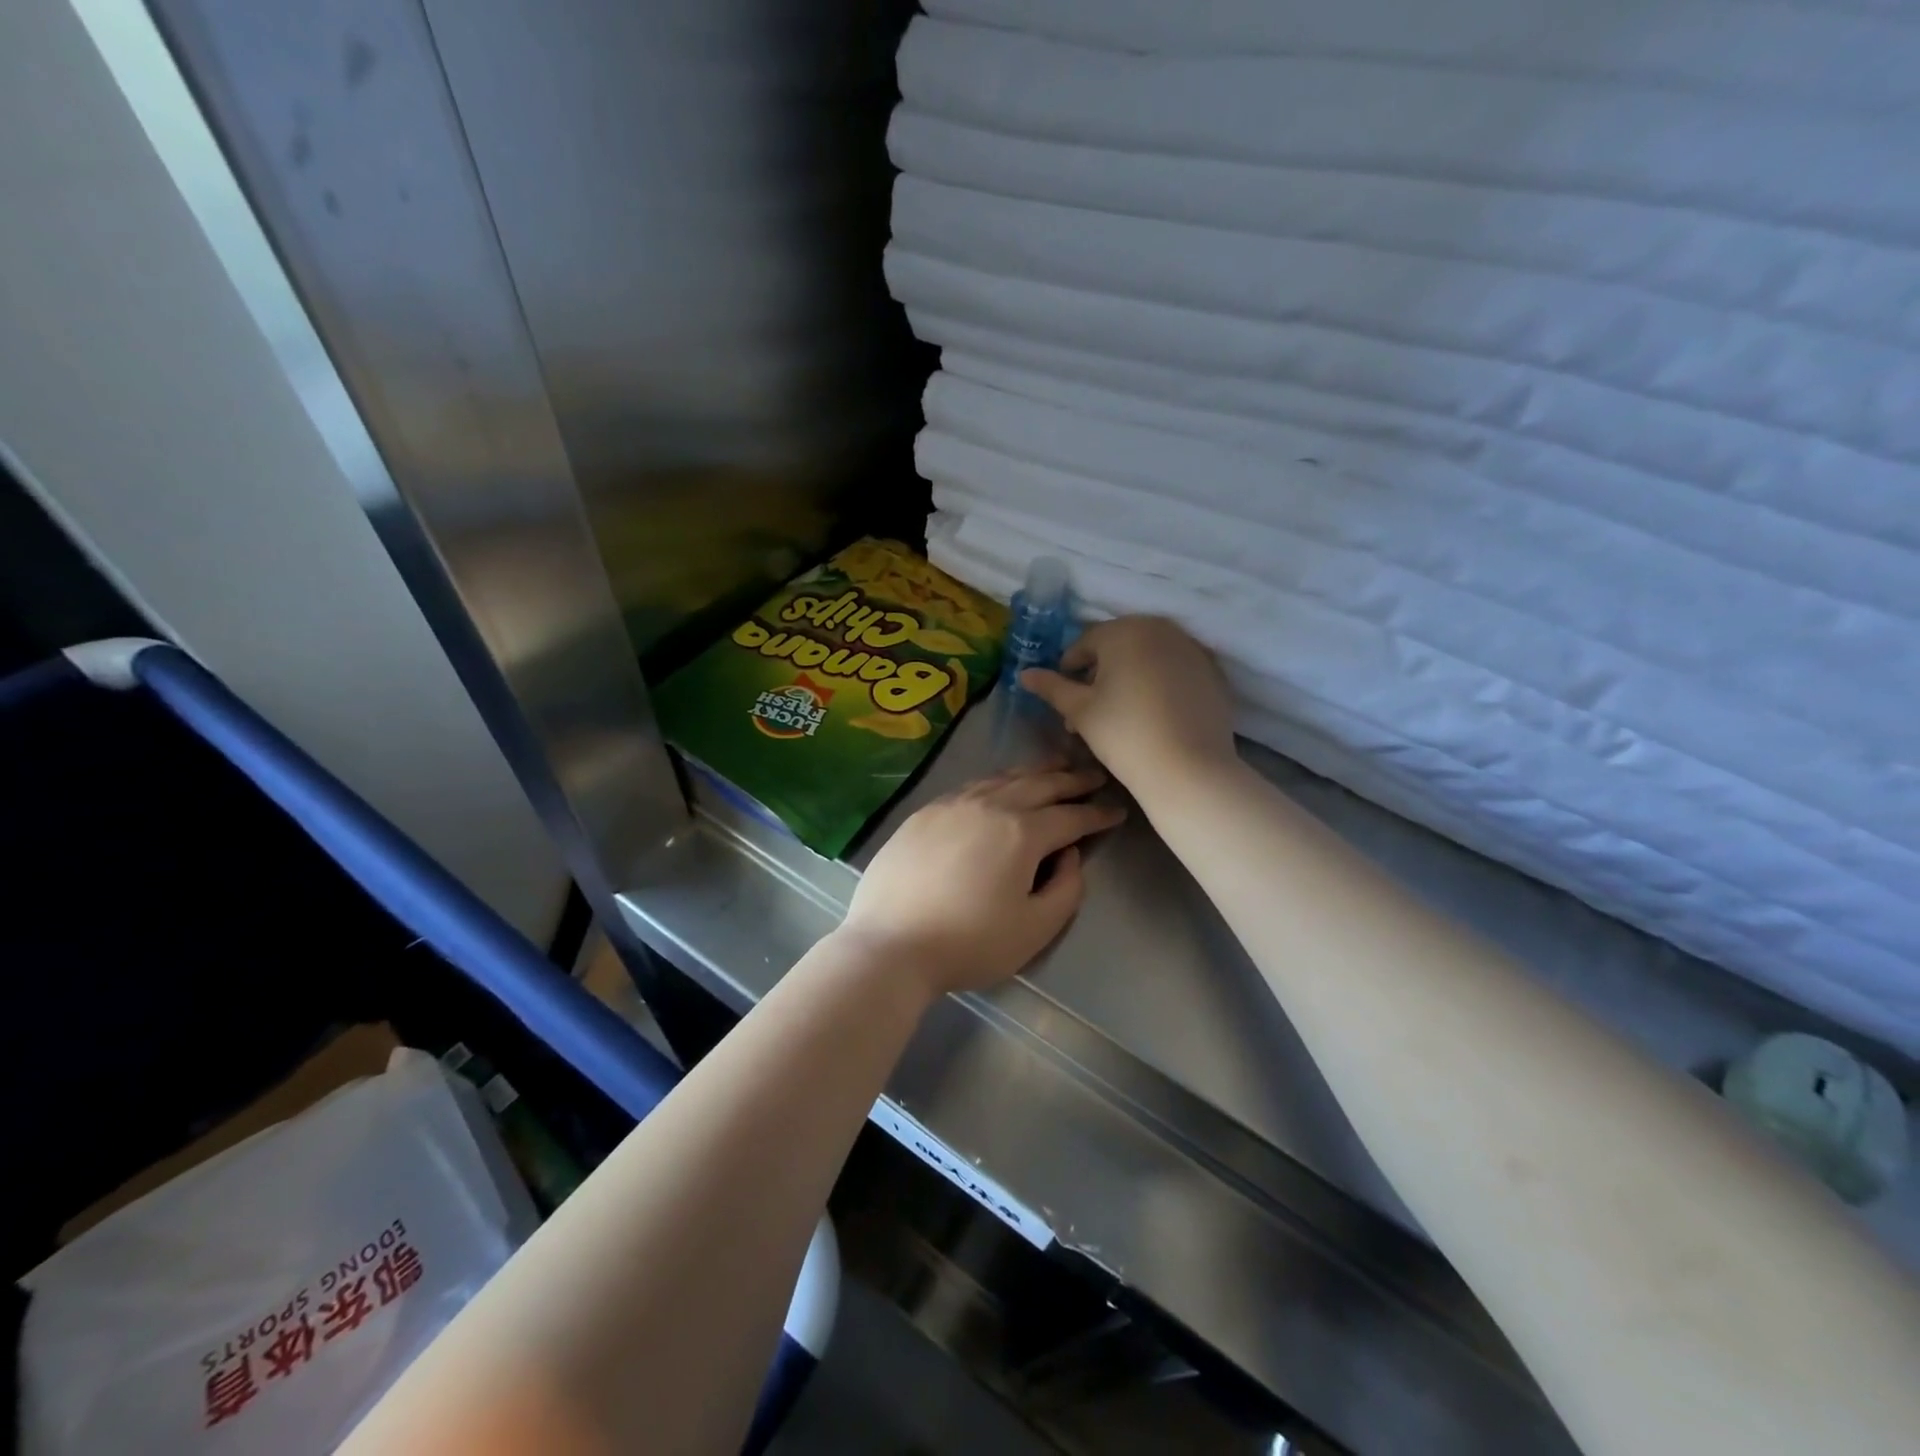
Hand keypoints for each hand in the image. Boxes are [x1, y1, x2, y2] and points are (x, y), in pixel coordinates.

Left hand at [838, 766, 1124, 997]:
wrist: (890, 944)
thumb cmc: (969, 943)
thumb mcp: (1035, 928)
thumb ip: (1066, 888)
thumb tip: (1069, 854)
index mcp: (1021, 832)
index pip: (1070, 816)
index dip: (1097, 814)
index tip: (1117, 811)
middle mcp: (989, 805)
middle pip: (1039, 784)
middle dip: (1071, 780)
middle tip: (1094, 777)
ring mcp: (952, 804)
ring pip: (1003, 777)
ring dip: (1035, 772)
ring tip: (1055, 769)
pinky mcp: (924, 812)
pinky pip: (972, 785)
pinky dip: (997, 780)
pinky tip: (1000, 785)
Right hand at [1020, 617, 1236, 791]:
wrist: (1188, 769)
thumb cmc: (1124, 734)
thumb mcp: (1079, 711)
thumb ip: (1051, 687)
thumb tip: (1024, 674)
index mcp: (1125, 631)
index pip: (1085, 643)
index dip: (1069, 669)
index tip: (1064, 697)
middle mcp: (1161, 629)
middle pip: (1119, 646)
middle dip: (1100, 672)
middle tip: (1089, 708)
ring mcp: (1192, 649)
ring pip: (1148, 656)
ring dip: (1129, 676)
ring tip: (1119, 713)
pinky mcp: (1213, 672)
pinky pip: (1175, 670)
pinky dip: (1159, 683)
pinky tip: (1152, 714)